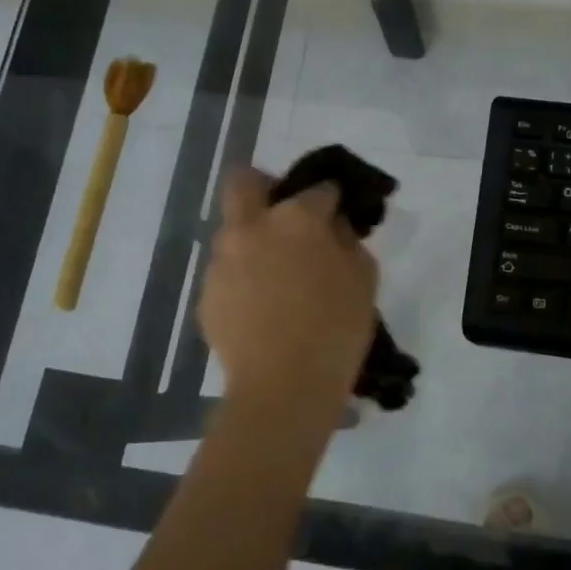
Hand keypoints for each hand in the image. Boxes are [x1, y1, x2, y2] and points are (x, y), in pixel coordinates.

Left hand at [198, 167, 379, 410]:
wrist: (284, 388)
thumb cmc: (336, 329)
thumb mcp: (363, 278)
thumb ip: (348, 241)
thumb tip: (334, 226)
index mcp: (296, 218)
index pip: (318, 188)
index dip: (331, 197)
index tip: (338, 211)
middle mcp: (251, 228)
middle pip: (245, 181)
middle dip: (266, 186)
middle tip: (289, 217)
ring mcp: (222, 261)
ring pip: (233, 230)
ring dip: (254, 239)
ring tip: (278, 276)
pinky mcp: (207, 295)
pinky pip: (227, 272)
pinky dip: (244, 278)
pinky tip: (263, 308)